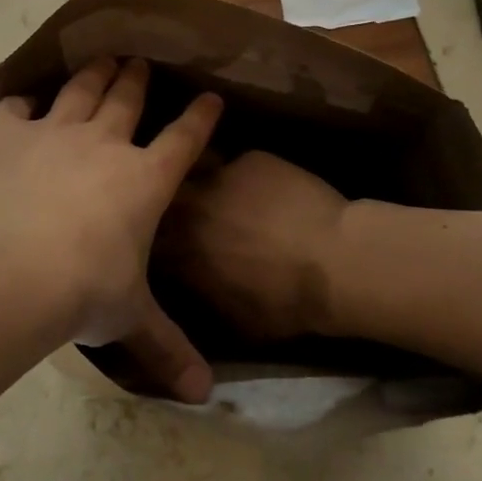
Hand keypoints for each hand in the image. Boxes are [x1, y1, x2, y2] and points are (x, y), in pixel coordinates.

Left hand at [0, 57, 222, 401]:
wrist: (3, 268)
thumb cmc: (79, 291)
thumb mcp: (128, 318)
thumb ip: (166, 348)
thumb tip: (204, 397)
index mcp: (142, 179)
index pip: (183, 139)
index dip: (199, 117)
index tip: (210, 97)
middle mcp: (102, 143)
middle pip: (127, 98)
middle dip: (138, 78)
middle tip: (143, 60)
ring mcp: (50, 131)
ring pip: (80, 90)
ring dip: (94, 74)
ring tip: (102, 58)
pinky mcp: (1, 131)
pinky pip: (14, 109)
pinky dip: (21, 106)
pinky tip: (22, 105)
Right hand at [158, 152, 349, 338]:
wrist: (335, 263)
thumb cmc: (284, 304)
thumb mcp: (231, 321)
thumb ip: (198, 297)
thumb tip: (188, 288)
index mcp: (177, 249)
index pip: (146, 235)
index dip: (150, 236)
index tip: (159, 241)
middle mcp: (188, 206)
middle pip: (163, 192)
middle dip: (168, 198)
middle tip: (188, 211)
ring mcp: (219, 176)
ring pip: (197, 168)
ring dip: (201, 180)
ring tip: (222, 192)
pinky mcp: (251, 159)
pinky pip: (238, 165)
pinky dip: (246, 177)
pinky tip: (268, 190)